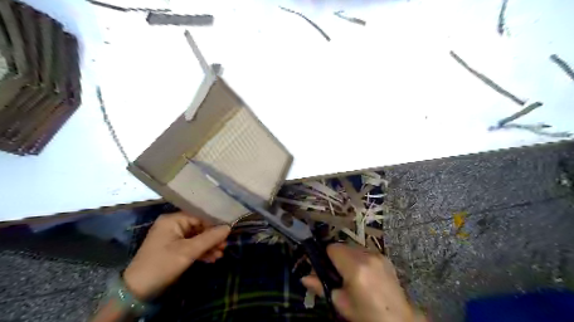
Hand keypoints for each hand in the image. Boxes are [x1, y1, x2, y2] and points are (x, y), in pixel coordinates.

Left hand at [124, 212, 230, 300]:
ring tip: (220, 254)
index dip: (214, 223)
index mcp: (173, 220)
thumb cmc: (163, 264)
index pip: (199, 216)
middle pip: (199, 227)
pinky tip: (212, 258)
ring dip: (208, 246)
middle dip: (212, 237)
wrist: (137, 291)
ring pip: (196, 238)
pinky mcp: (173, 249)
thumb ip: (210, 238)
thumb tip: (228, 227)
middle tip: (225, 245)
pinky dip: (201, 252)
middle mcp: (173, 225)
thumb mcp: (188, 251)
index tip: (228, 231)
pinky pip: (191, 246)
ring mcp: (173, 238)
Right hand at [301, 244, 419, 321]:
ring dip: (348, 257)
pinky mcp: (384, 257)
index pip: (332, 248)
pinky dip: (360, 258)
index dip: (326, 257)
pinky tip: (364, 274)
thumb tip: (303, 278)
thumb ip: (320, 287)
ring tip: (352, 275)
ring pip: (353, 247)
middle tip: (338, 275)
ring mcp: (377, 255)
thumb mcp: (341, 303)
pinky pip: (365, 251)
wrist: (398, 319)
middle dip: (337, 257)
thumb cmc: (366, 314)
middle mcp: (366, 256)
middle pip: (342, 246)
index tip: (326, 269)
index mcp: (355, 267)